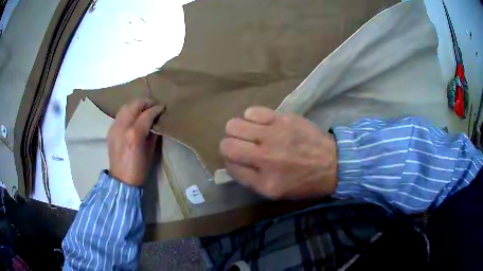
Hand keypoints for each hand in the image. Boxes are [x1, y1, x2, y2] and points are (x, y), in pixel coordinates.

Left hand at [107, 99, 163, 185]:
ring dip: (136, 105)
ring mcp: (114, 127)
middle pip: (134, 105)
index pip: (147, 114)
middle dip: (146, 102)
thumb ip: (153, 133)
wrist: (121, 180)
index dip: (156, 109)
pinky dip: (128, 112)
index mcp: (135, 134)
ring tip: (144, 108)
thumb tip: (156, 121)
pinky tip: (133, 116)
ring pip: (125, 107)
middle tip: (154, 105)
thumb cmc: (139, 169)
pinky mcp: (110, 130)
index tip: (163, 107)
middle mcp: (123, 127)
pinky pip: (120, 115)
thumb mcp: (150, 151)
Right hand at [220, 107, 336, 198]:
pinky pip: (252, 112)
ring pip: (234, 125)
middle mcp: (265, 158)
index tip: (239, 160)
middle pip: (227, 145)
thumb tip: (232, 162)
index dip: (231, 162)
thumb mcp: (276, 192)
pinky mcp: (282, 119)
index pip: (230, 167)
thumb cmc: (304, 182)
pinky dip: (251, 117)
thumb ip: (250, 179)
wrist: (333, 163)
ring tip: (252, 134)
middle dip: (229, 145)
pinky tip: (262, 124)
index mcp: (264, 182)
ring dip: (239, 130)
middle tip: (242, 146)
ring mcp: (274, 135)